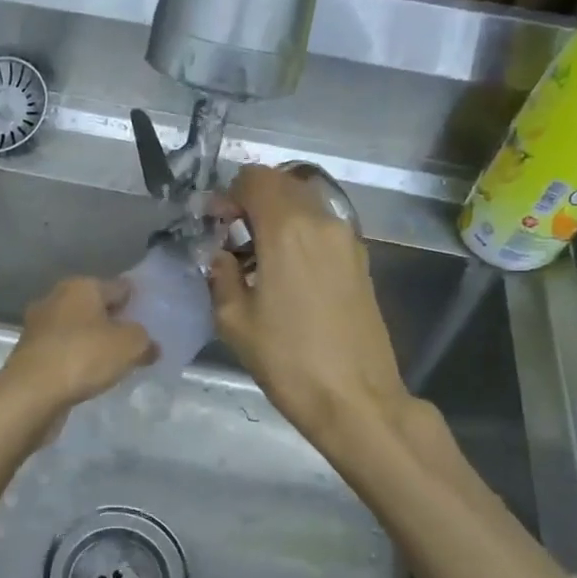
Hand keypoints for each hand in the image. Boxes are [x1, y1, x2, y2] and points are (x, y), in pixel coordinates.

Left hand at [0, 276, 156, 413]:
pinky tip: (89, 376)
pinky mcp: (30, 353)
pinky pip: (63, 351)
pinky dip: (76, 360)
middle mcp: (56, 298)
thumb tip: (149, 346)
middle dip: (114, 322)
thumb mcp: (130, 345)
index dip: (138, 302)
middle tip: (135, 344)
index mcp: (80, 286)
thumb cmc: (83, 356)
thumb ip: (144, 340)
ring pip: (77, 330)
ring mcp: (39, 326)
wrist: (31, 393)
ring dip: (93, 343)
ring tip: (115, 363)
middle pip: (96, 307)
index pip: (119, 287)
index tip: (152, 321)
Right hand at [209, 165, 410, 439]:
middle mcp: (322, 222)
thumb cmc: (288, 359)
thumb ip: (221, 274)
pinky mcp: (360, 262)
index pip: (255, 179)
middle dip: (252, 201)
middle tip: (233, 238)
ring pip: (306, 204)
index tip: (215, 225)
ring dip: (278, 217)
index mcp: (288, 229)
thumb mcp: (235, 320)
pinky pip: (323, 229)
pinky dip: (300, 234)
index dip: (229, 195)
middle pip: (283, 185)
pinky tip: (287, 273)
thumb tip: (220, 255)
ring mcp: (348, 240)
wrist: (355, 398)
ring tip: (259, 258)